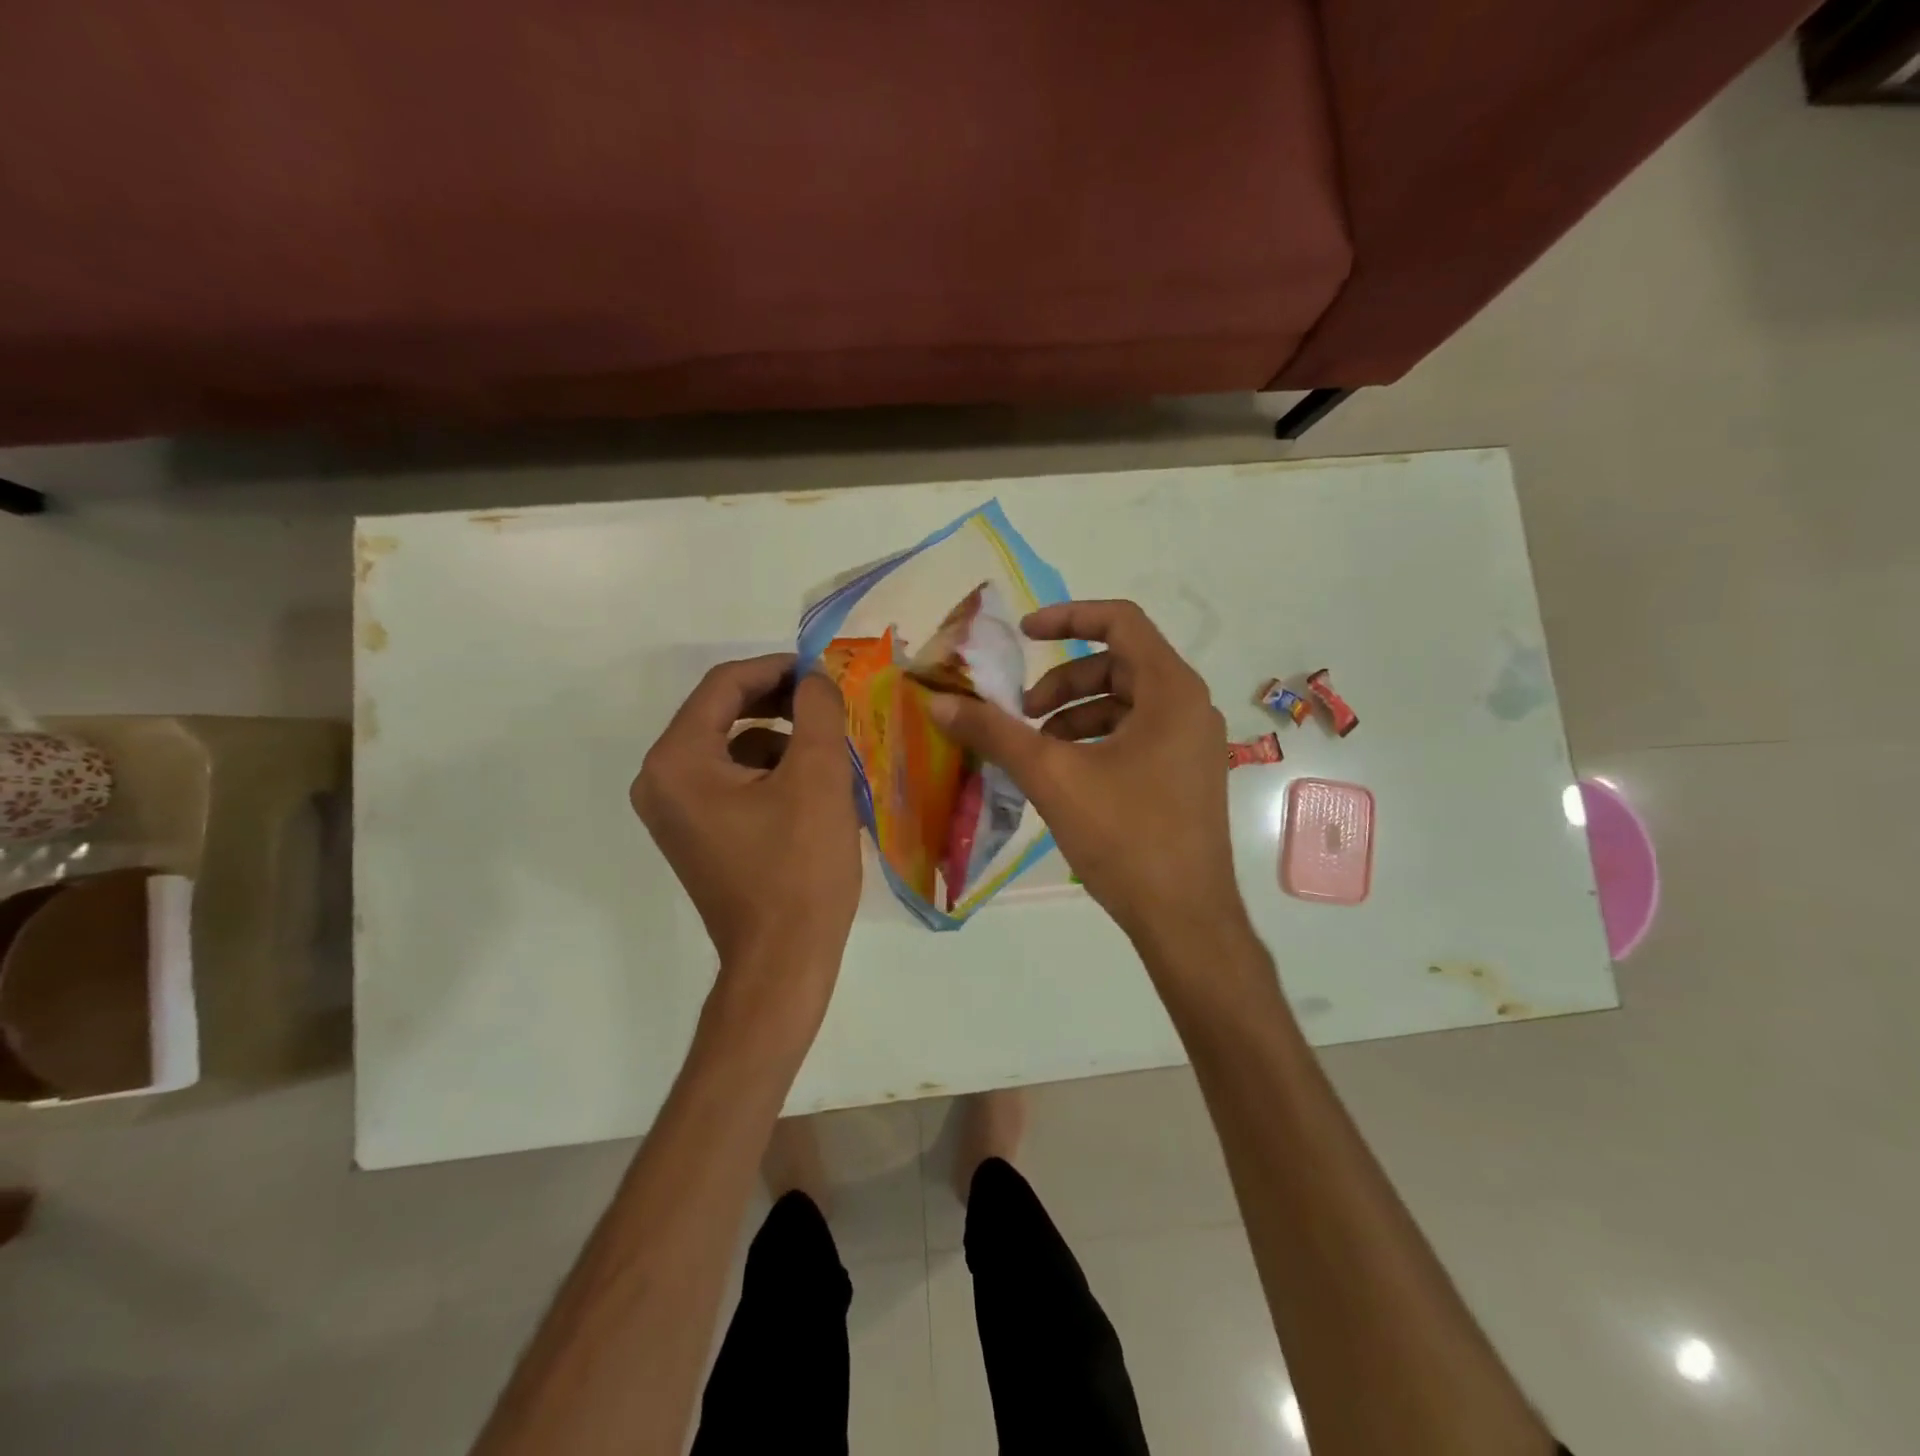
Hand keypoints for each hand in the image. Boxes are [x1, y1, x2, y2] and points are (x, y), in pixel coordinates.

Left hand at [632, 655, 860, 1011]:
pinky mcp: (696, 833)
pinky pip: (732, 779)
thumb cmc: (799, 868)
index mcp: (677, 762)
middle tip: (827, 703)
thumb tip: (814, 676)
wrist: (783, 961)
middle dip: (779, 702)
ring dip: (779, 736)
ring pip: (731, 746)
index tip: (823, 671)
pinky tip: (811, 788)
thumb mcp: (818, 777)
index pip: (724, 686)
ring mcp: (675, 811)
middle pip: (721, 712)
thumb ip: (816, 710)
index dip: (777, 669)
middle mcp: (660, 781)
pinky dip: (770, 770)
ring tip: (828, 749)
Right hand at [925, 600, 1248, 952]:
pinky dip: (1096, 741)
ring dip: (1075, 715)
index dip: (1068, 617)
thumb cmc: (1125, 836)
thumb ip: (995, 733)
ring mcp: (1193, 743)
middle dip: (1063, 683)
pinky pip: (1137, 735)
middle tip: (1022, 715)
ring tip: (1036, 751)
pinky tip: (1065, 775)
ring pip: (1126, 704)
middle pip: (1119, 665)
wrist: (1184, 918)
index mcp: (1171, 691)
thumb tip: (939, 702)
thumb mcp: (1052, 777)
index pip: (1121, 621)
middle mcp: (1190, 706)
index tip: (1023, 635)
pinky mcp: (1187, 774)